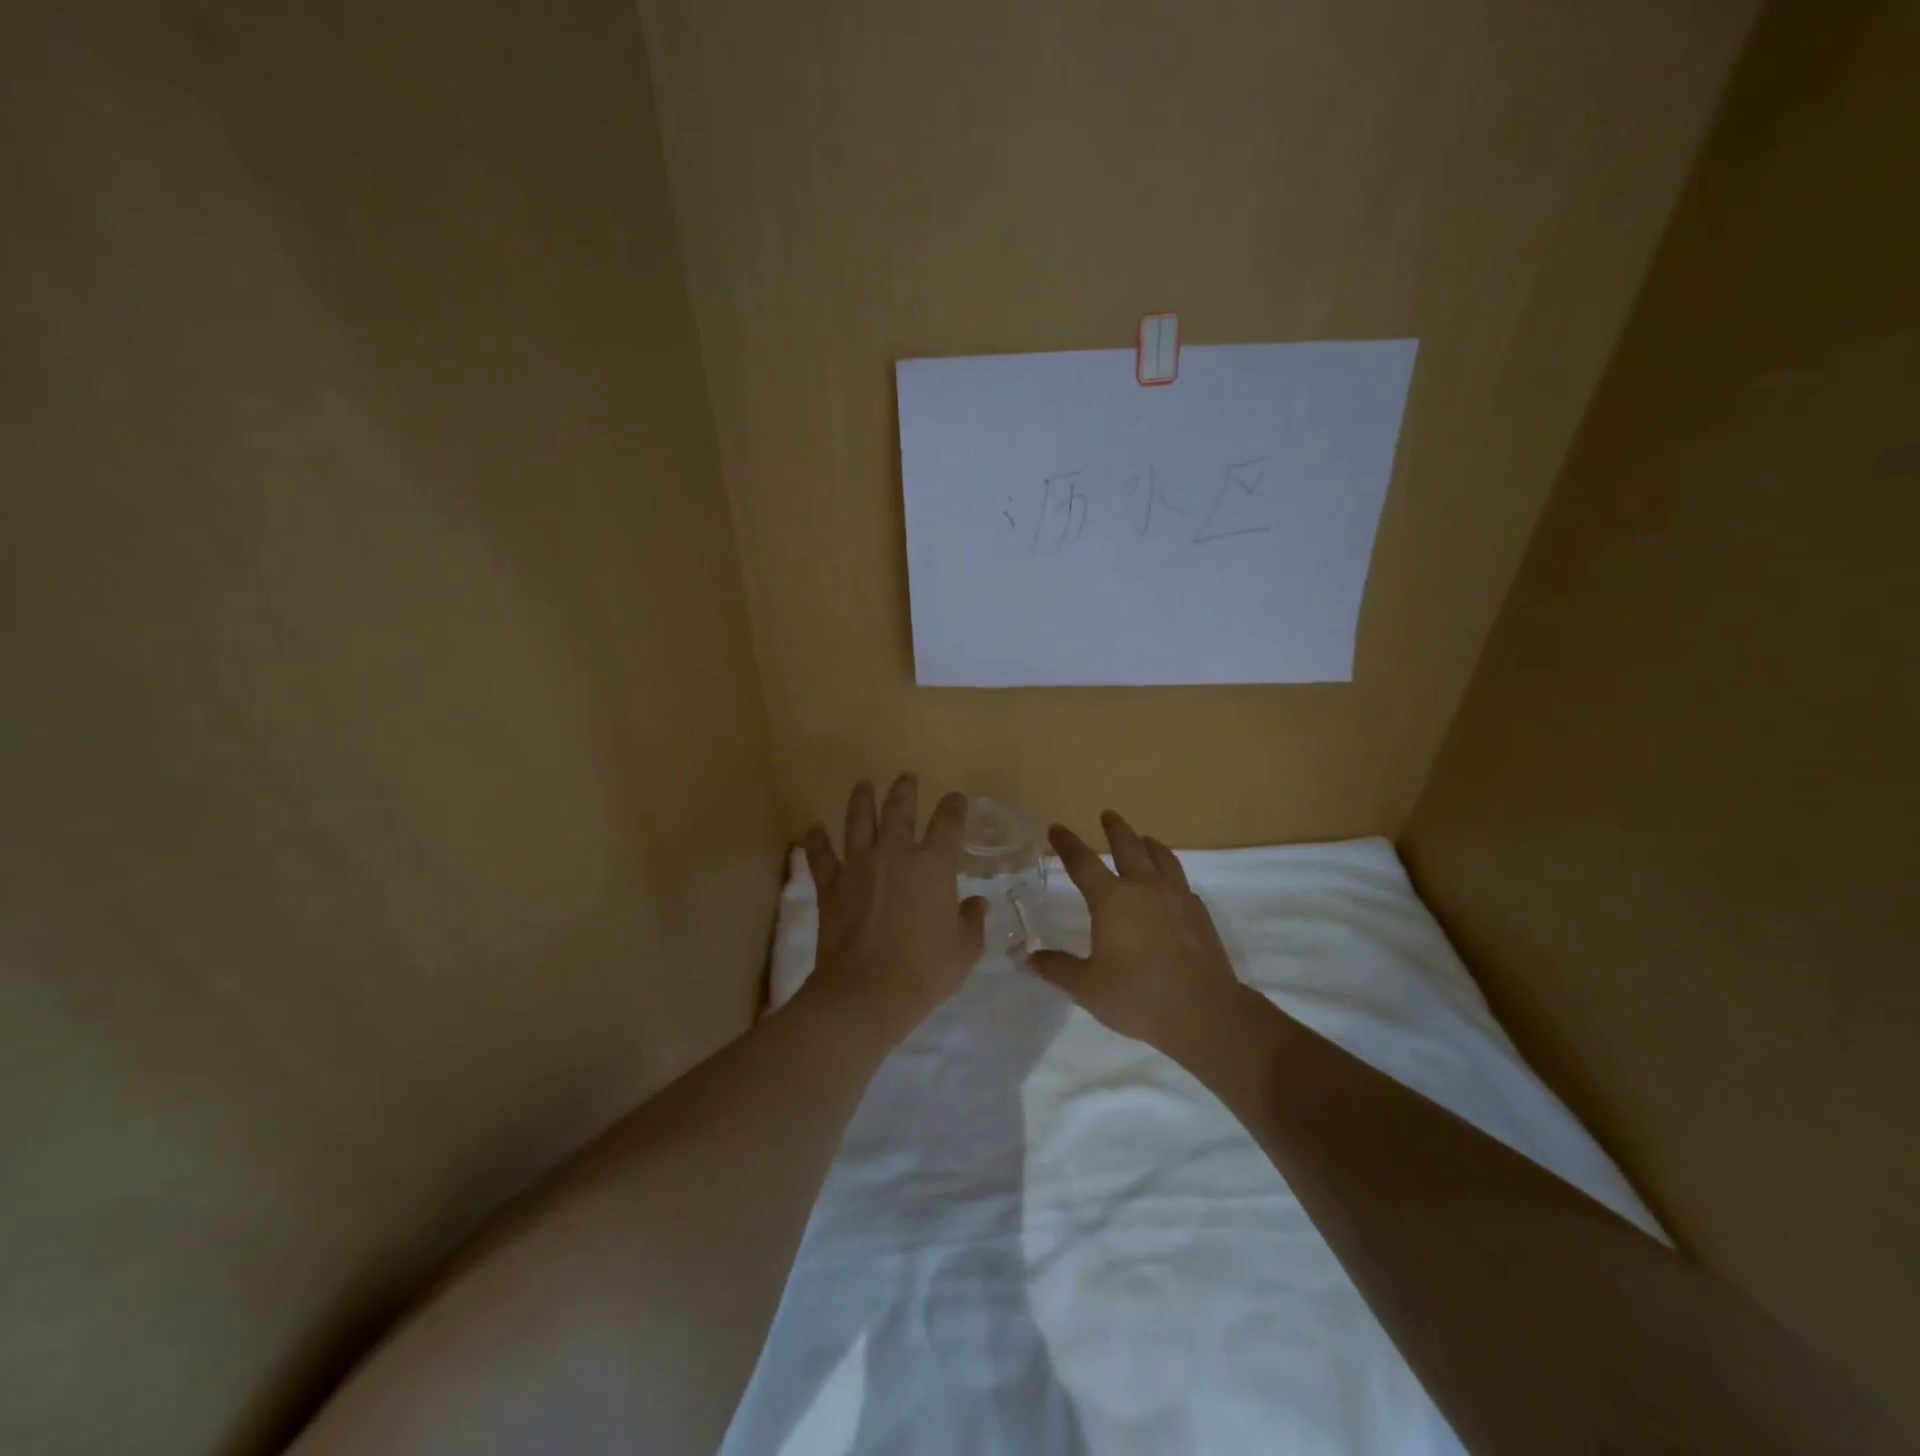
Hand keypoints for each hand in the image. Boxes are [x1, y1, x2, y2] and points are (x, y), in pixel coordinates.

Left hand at [799, 774, 986, 1046]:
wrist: (866, 991)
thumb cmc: (924, 971)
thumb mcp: (964, 950)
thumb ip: (972, 921)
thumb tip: (976, 905)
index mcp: (934, 865)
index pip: (948, 823)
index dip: (954, 806)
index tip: (956, 799)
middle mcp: (895, 854)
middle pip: (899, 809)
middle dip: (904, 790)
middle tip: (906, 777)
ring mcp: (859, 865)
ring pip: (858, 820)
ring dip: (861, 799)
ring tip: (863, 785)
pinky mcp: (830, 885)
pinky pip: (820, 855)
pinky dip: (816, 841)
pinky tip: (812, 829)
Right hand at [1028, 810, 1250, 1061]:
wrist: (1203, 1010)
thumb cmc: (1137, 995)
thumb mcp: (1087, 987)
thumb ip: (1057, 969)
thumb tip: (1027, 959)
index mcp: (1112, 899)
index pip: (1082, 863)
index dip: (1067, 844)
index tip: (1057, 828)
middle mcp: (1144, 888)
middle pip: (1128, 846)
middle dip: (1115, 829)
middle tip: (1108, 815)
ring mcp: (1176, 897)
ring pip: (1161, 857)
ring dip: (1148, 844)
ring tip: (1144, 838)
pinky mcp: (1199, 913)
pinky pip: (1181, 881)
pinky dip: (1171, 873)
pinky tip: (1171, 884)